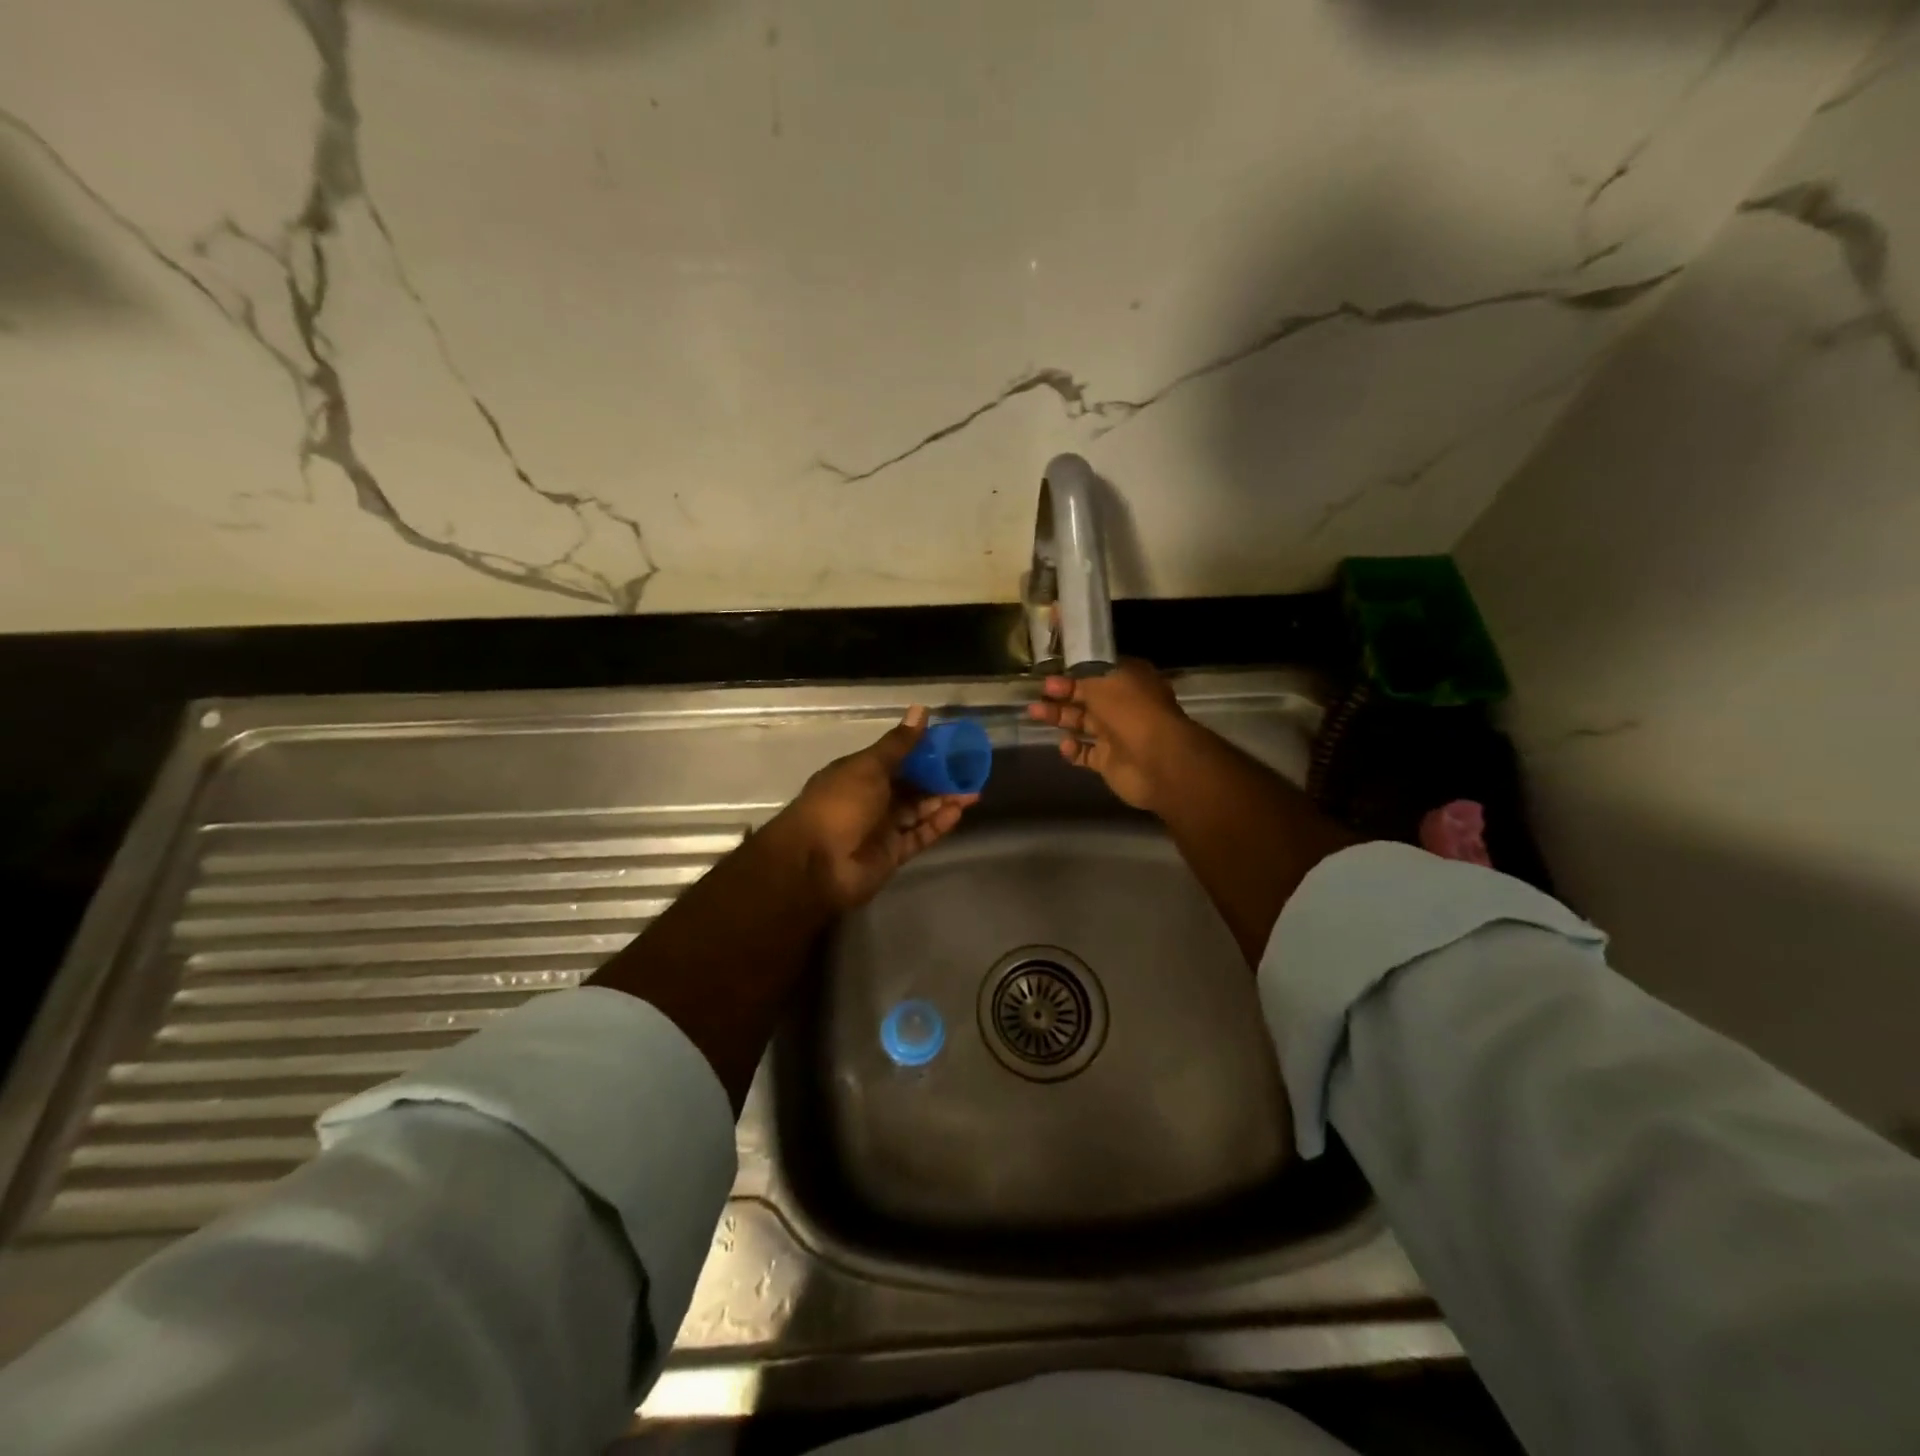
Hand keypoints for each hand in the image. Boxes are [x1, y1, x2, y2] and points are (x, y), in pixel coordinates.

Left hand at [768, 706, 978, 910]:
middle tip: (970, 771)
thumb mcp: (868, 767)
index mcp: (858, 774)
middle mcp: (870, 800)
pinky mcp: (891, 854)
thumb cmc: (839, 805)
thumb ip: (898, 745)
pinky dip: (937, 825)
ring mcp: (881, 829)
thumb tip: (920, 710)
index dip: (922, 752)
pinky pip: (918, 836)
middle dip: (938, 779)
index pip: (896, 759)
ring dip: (943, 801)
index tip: (951, 745)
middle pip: (910, 786)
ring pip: (918, 811)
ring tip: (973, 792)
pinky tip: (958, 813)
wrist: (815, 865)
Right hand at [1026, 658, 1201, 811]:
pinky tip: (1064, 745)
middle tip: (1035, 695)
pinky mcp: (1109, 761)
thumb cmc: (1132, 711)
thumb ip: (1081, 680)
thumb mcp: (1103, 683)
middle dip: (1060, 696)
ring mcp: (1116, 735)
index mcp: (1129, 681)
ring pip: (1082, 724)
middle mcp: (1123, 706)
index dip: (1073, 674)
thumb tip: (1066, 678)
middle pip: (1086, 698)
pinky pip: (1085, 753)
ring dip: (1059, 718)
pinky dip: (1072, 750)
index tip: (1048, 675)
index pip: (1097, 673)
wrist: (1156, 761)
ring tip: (1034, 714)